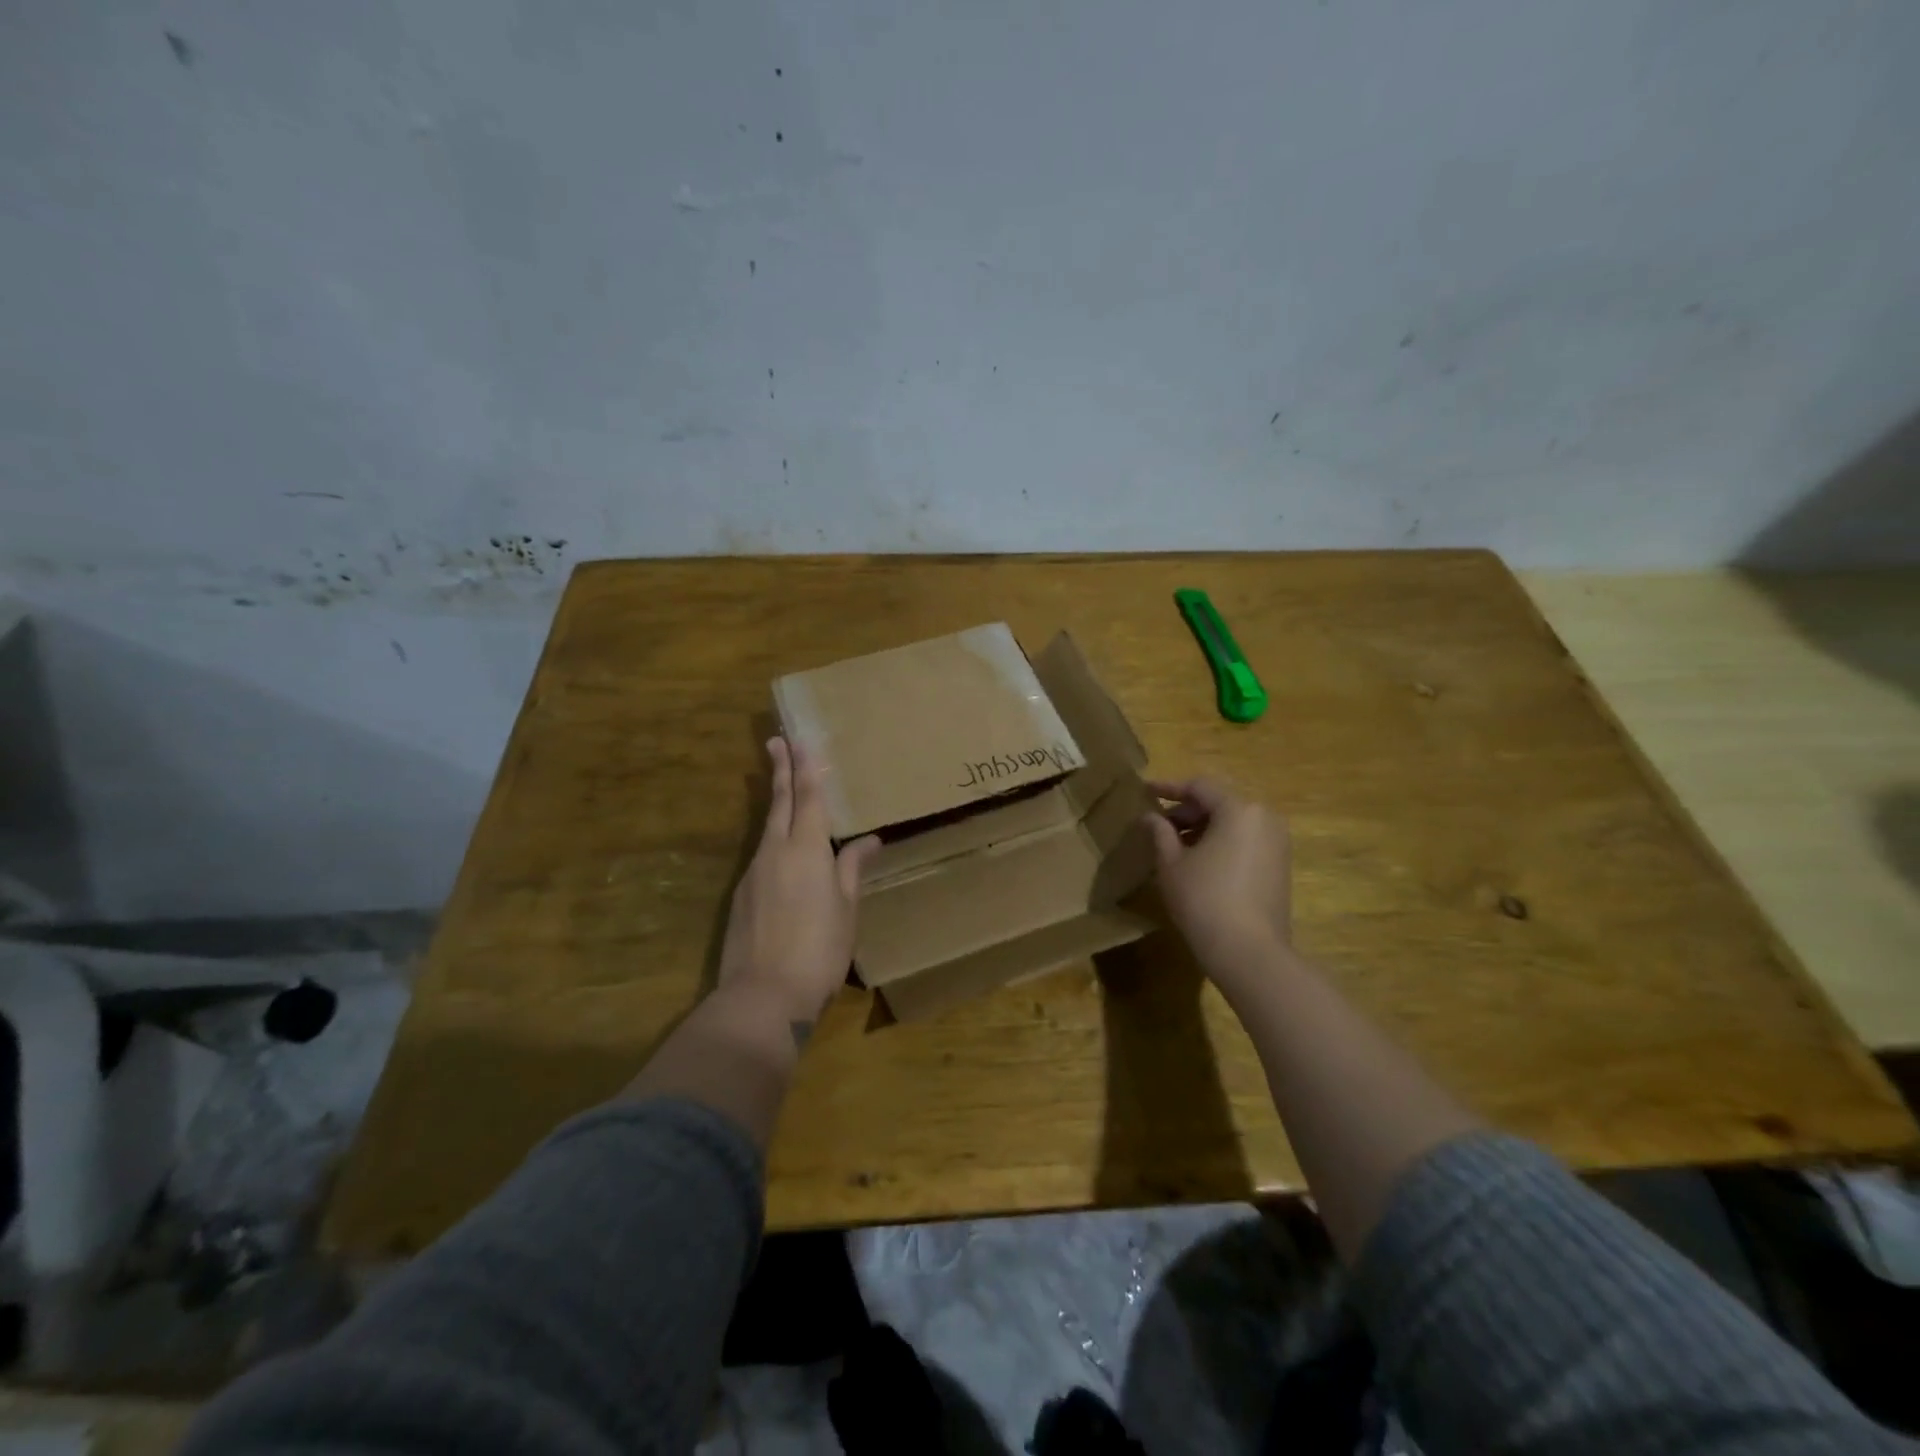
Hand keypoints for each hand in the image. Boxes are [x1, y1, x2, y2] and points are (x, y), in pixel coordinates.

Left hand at [718, 738, 879, 1031]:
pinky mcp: (742, 895)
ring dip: (777, 803)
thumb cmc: (819, 950)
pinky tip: (784, 850)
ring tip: (784, 787)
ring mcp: (754, 872)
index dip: (807, 767)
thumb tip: (867, 840)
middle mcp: (775, 851)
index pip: (809, 797)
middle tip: (776, 741)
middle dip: (780, 770)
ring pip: (768, 827)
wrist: (763, 996)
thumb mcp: (846, 909)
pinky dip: (775, 839)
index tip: (800, 740)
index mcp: (807, 850)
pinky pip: (763, 854)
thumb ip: (852, 869)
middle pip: (779, 802)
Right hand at [1144, 777, 1293, 995]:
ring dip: (1204, 827)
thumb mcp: (1171, 864)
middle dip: (1187, 811)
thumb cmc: (1203, 899)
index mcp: (1239, 809)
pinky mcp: (1281, 865)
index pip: (1200, 787)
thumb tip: (1150, 817)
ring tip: (1175, 845)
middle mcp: (1264, 818)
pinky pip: (1246, 840)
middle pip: (1220, 802)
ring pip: (1234, 822)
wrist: (1249, 952)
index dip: (1169, 788)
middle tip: (1158, 825)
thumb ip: (1160, 833)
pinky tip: (1200, 862)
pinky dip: (1222, 842)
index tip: (1145, 792)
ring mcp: (1278, 842)